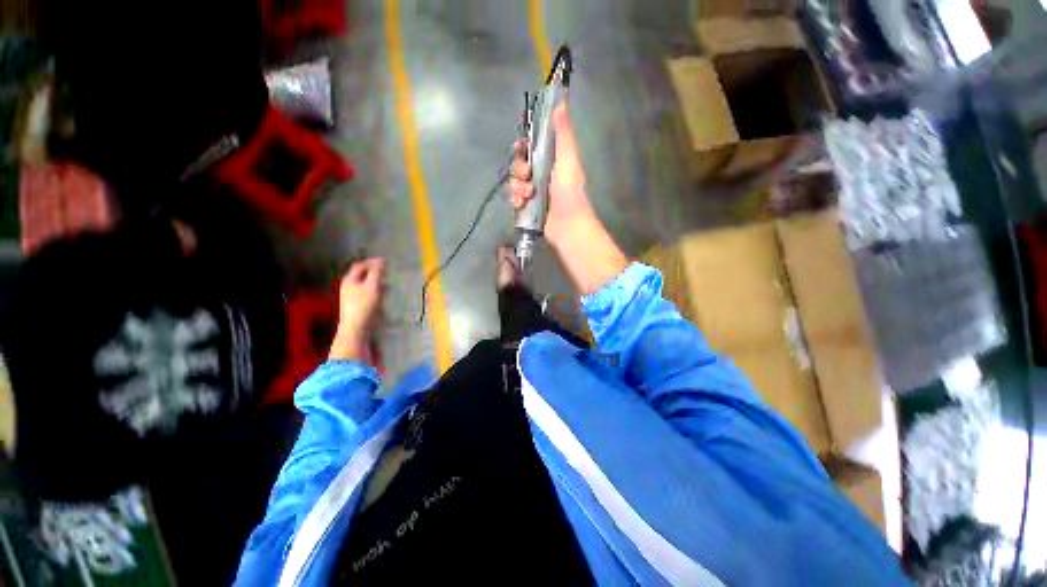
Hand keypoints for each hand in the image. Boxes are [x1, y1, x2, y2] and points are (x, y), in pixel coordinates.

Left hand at [329, 258, 384, 361]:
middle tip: (386, 271)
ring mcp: (351, 297)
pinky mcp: (356, 306)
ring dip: (375, 282)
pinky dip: (375, 291)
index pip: (360, 265)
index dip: (371, 262)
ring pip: (364, 285)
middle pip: (361, 275)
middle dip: (373, 272)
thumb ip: (377, 272)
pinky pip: (366, 294)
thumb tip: (381, 260)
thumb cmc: (364, 305)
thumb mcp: (373, 286)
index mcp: (350, 280)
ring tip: (387, 283)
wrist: (355, 328)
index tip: (384, 261)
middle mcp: (348, 287)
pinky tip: (382, 295)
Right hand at [508, 103, 596, 246]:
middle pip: (520, 164)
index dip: (524, 146)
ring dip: (517, 187)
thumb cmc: (569, 193)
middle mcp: (542, 175)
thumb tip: (561, 103)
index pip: (532, 147)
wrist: (568, 226)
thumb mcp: (568, 160)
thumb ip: (563, 134)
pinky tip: (521, 205)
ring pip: (515, 182)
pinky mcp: (528, 208)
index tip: (521, 147)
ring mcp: (534, 193)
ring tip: (527, 196)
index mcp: (552, 162)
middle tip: (527, 176)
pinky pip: (514, 199)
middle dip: (519, 169)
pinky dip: (516, 200)